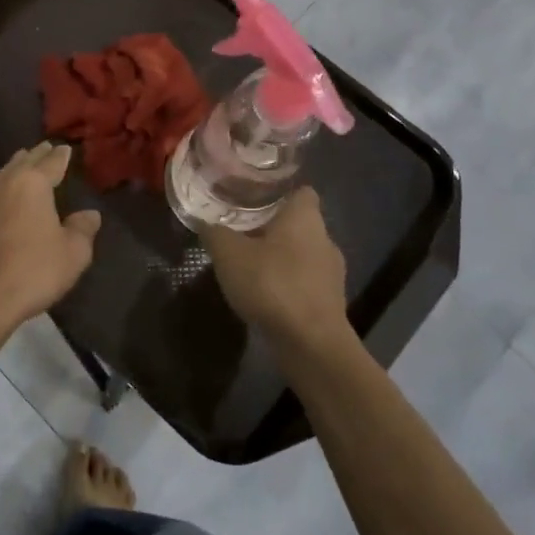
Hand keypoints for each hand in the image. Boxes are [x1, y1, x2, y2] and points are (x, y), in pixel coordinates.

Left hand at [0, 143, 101, 335]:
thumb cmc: (33, 271)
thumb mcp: (73, 253)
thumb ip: (83, 229)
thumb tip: (89, 214)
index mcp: (32, 183)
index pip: (51, 162)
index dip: (60, 155)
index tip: (65, 148)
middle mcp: (3, 183)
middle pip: (23, 162)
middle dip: (36, 156)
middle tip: (46, 149)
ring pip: (1, 175)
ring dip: (14, 170)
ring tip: (22, 169)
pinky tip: (1, 200)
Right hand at [201, 189, 348, 347]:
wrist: (311, 343)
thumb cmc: (272, 284)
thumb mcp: (229, 254)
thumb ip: (214, 232)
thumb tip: (202, 219)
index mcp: (305, 218)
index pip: (301, 191)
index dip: (279, 192)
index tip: (253, 197)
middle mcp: (325, 239)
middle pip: (299, 224)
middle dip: (273, 227)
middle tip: (241, 231)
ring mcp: (332, 273)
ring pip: (302, 254)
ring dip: (280, 258)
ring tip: (249, 265)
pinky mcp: (330, 302)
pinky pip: (305, 282)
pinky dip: (287, 283)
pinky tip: (264, 294)